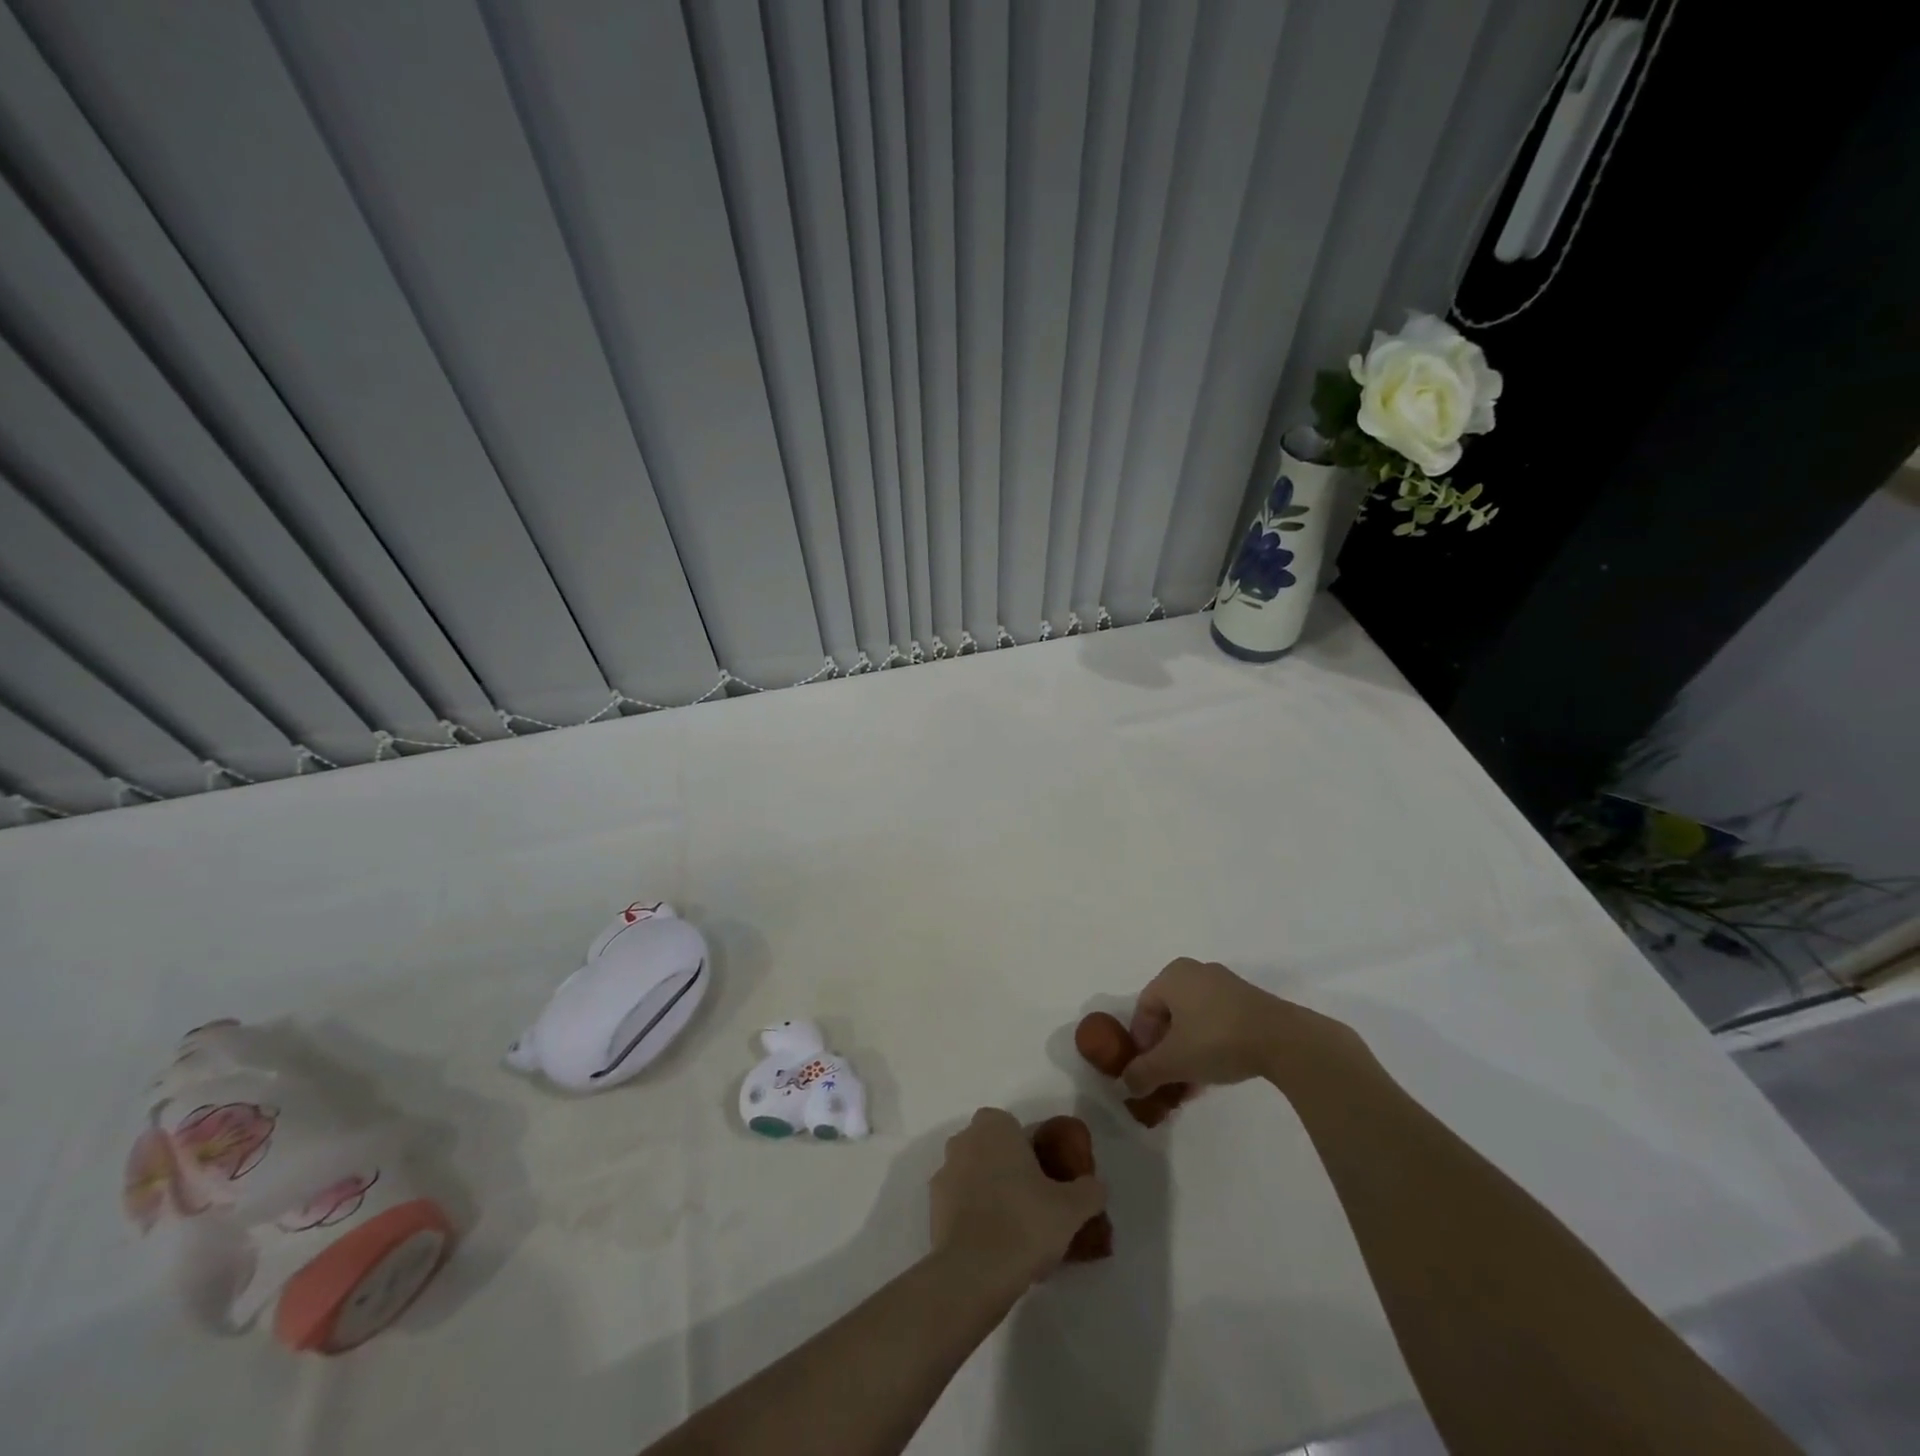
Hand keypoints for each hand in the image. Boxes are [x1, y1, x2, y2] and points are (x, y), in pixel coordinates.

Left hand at [930, 1108, 1106, 1288]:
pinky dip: (975, 1217)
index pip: (1015, 1129)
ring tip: (1015, 1233)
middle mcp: (964, 1140)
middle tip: (1034, 1205)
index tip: (1047, 1182)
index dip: (1032, 1153)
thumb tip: (1095, 1186)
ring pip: (975, 1177)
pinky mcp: (932, 1208)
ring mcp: (944, 1173)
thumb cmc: (1024, 1223)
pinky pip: (960, 1204)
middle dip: (1009, 1171)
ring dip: (990, 1194)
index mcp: (994, 1126)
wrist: (974, 1273)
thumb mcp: (1072, 1208)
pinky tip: (994, 1247)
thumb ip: (1089, 1190)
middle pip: (993, 1151)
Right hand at [1123, 957, 1370, 1097]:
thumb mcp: (1173, 1061)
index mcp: (1172, 975)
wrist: (1284, 1040)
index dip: (1141, 1043)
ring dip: (1187, 1051)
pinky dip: (1210, 1044)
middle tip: (1169, 1079)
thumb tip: (1126, 1084)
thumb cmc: (1216, 1040)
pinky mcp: (1249, 1000)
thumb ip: (1143, 1073)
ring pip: (1193, 1020)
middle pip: (1169, 1015)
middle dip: (1165, 1050)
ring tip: (1193, 1082)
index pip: (1143, 1009)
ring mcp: (1225, 983)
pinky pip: (1217, 1020)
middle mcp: (1195, 971)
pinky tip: (1216, 1071)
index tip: (1148, 1072)